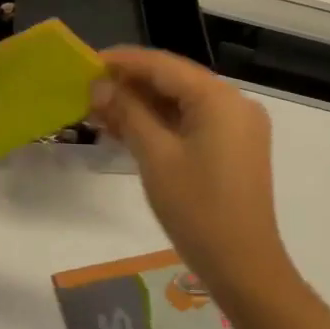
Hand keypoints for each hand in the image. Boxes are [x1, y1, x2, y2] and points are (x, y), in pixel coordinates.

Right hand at [89, 47, 293, 296]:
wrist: (243, 267)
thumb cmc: (197, 209)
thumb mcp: (155, 156)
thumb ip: (127, 112)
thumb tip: (99, 86)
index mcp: (219, 98)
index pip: (163, 65)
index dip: (122, 61)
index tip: (86, 63)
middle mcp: (233, 103)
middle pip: (173, 80)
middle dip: (129, 84)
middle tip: (88, 91)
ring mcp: (236, 126)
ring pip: (180, 101)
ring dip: (141, 105)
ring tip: (99, 111)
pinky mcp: (233, 147)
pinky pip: (191, 121)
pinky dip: (160, 123)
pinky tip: (126, 129)